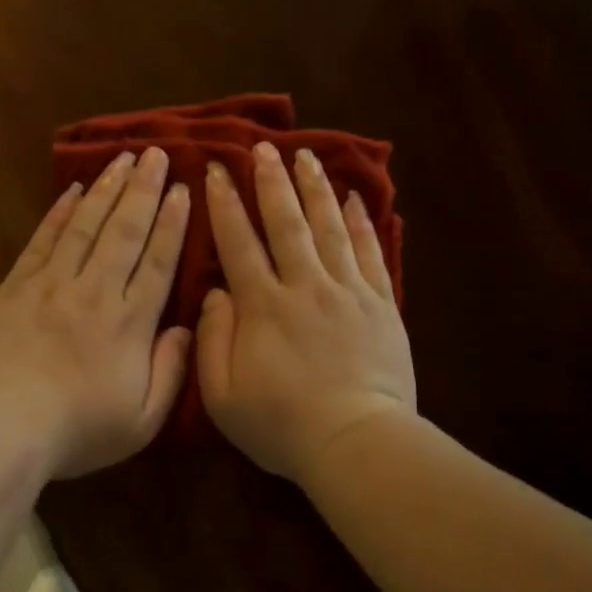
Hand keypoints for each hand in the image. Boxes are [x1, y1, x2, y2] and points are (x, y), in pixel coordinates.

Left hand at [0, 148, 193, 479]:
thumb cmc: (75, 430)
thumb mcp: (141, 421)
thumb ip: (171, 373)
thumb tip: (186, 328)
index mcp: (130, 323)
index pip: (158, 262)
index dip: (172, 223)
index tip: (182, 189)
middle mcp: (96, 291)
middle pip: (125, 231)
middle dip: (144, 190)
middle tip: (156, 154)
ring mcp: (53, 283)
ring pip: (87, 225)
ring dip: (107, 189)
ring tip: (124, 158)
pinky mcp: (17, 286)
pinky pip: (44, 239)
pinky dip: (60, 211)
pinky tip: (73, 189)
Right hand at [198, 143, 416, 483]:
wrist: (357, 443)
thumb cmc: (282, 425)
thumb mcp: (223, 395)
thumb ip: (212, 339)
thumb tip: (215, 291)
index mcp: (262, 305)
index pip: (238, 242)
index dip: (226, 203)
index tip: (218, 169)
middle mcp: (304, 285)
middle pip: (286, 222)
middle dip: (271, 181)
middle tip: (263, 148)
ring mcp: (346, 290)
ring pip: (328, 226)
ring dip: (315, 188)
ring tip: (306, 155)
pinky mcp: (380, 303)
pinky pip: (369, 251)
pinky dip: (361, 221)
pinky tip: (356, 197)